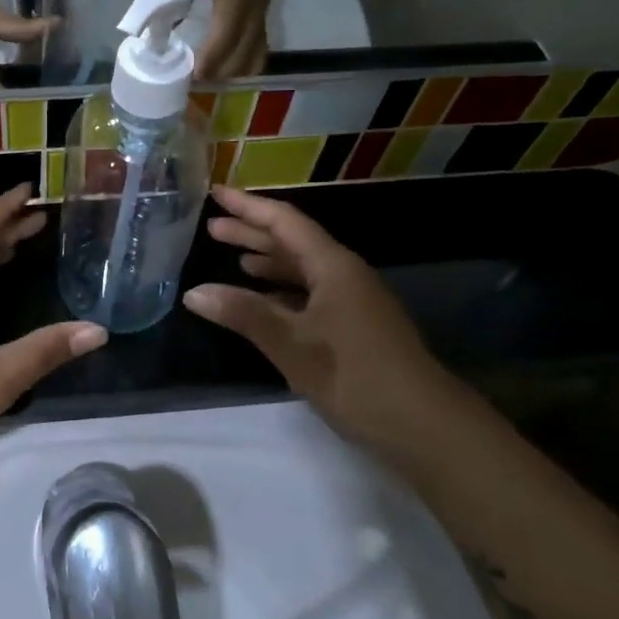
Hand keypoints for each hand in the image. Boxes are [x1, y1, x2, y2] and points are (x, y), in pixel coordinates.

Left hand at [177, 0, 268, 79]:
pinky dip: (243, 59)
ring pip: (256, 53)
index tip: (189, 79)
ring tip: (208, 80)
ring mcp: (262, 8)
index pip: (224, 43)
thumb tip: (149, 30)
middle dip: (220, 75)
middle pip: (244, 57)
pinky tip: (223, 65)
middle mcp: (256, 9)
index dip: (208, 64)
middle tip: (193, 85)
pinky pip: (258, 43)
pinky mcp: (262, 5)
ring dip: (234, 71)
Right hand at [182, 187, 467, 449]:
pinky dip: (283, 291)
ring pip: (303, 269)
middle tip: (212, 229)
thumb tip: (194, 293)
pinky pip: (311, 294)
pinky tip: (265, 301)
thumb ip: (245, 314)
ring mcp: (353, 301)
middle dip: (253, 233)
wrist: (425, 425)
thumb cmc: (356, 376)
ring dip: (268, 262)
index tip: (216, 194)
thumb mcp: (293, 344)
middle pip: (294, 242)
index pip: (285, 222)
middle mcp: (344, 274)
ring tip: (234, 259)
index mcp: (333, 266)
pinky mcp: (355, 326)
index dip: (248, 207)